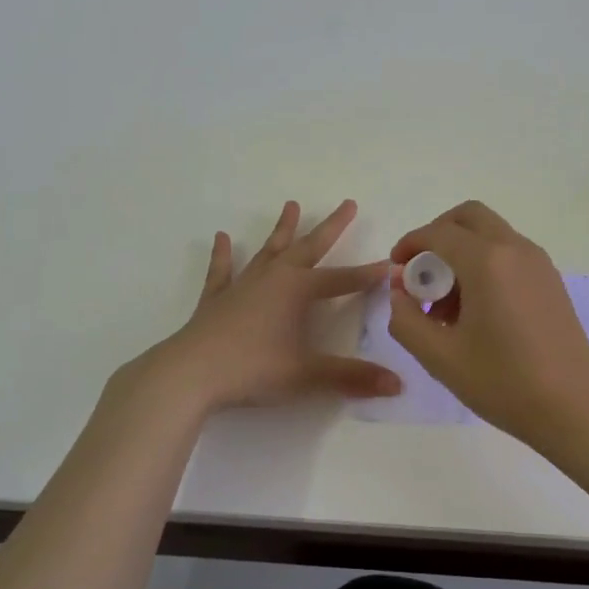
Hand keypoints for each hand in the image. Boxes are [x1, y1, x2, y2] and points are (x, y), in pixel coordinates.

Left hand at [152, 199, 399, 411]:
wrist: (190, 374)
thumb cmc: (253, 369)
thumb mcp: (307, 375)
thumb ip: (352, 377)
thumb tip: (398, 384)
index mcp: (297, 290)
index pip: (342, 280)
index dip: (368, 276)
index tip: (390, 266)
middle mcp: (273, 278)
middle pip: (308, 247)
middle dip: (331, 227)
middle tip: (348, 204)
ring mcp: (242, 285)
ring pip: (268, 251)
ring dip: (282, 229)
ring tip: (291, 205)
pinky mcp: (216, 299)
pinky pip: (222, 271)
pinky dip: (223, 255)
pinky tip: (221, 238)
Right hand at [386, 200, 588, 447]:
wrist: (575, 409)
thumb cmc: (504, 382)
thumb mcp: (440, 356)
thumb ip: (406, 318)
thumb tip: (398, 291)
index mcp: (488, 261)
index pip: (438, 233)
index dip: (410, 245)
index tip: (395, 270)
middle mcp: (515, 249)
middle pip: (469, 217)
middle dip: (438, 234)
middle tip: (421, 272)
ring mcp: (539, 263)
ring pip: (491, 234)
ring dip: (461, 251)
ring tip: (446, 303)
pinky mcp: (551, 280)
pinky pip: (509, 253)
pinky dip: (485, 263)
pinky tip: (476, 310)